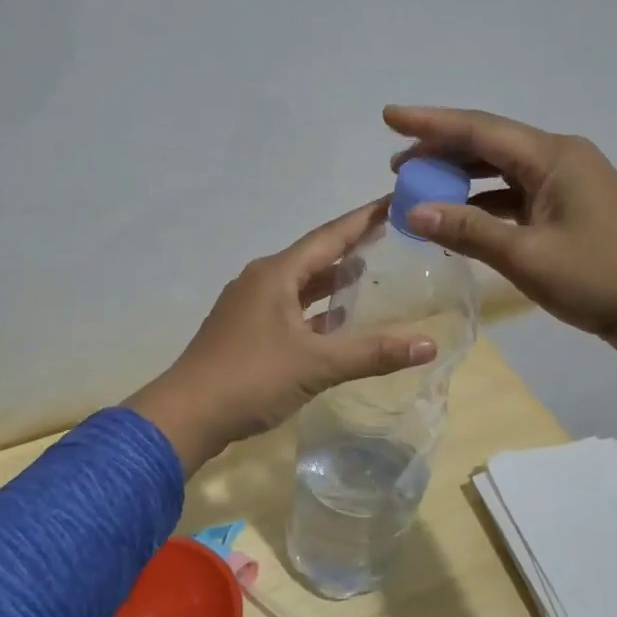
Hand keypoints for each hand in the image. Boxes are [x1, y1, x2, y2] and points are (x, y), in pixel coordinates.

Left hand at [126, 201, 438, 472]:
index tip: (394, 200)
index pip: (329, 236)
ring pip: (299, 286)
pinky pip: (288, 310)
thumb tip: (429, 344)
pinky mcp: (244, 332)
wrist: (186, 415)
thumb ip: (372, 353)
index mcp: (275, 275)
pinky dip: (314, 311)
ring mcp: (248, 307)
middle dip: (350, 247)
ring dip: (331, 281)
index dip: (363, 219)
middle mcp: (260, 281)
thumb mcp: (316, 365)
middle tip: (390, 238)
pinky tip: (334, 323)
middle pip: (313, 257)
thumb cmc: (251, 378)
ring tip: (368, 274)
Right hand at [384, 105, 616, 352]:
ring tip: (420, 189)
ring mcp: (570, 185)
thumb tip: (412, 212)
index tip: (389, 116)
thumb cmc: (599, 277)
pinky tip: (460, 219)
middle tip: (397, 164)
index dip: (430, 122)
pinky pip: (517, 196)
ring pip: (503, 171)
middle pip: (490, 144)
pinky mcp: (573, 211)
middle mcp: (561, 159)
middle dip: (441, 150)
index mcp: (553, 156)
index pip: (479, 129)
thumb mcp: (526, 256)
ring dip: (461, 179)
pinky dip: (485, 204)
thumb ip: (467, 230)